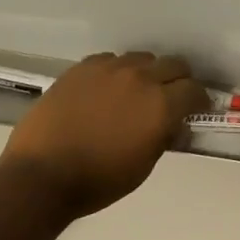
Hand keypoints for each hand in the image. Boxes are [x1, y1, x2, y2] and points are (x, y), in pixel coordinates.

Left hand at [0, 51, 207, 221]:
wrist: (41, 175)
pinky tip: (107, 89)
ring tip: (137, 91)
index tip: (196, 109)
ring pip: (141, 59)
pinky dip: (116, 72)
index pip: (194, 90)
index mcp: (161, 105)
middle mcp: (140, 78)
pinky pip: (110, 60)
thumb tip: (173, 123)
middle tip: (172, 97)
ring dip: (147, 73)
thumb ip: (164, 136)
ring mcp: (109, 69)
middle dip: (179, 80)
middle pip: (174, 64)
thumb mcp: (144, 165)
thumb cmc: (98, 181)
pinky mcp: (82, 68)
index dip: (199, 100)